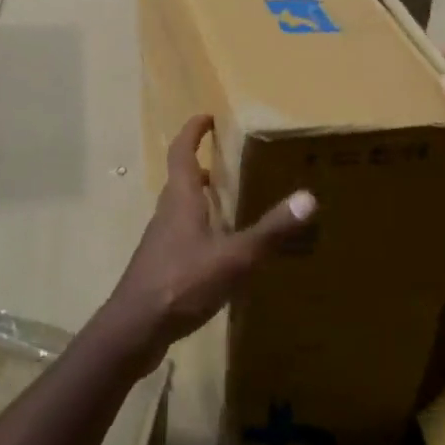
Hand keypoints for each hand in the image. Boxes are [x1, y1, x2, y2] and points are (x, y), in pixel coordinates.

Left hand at [101, 115, 315, 372]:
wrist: (135, 328)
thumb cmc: (182, 283)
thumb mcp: (234, 257)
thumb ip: (270, 230)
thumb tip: (308, 197)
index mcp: (181, 200)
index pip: (181, 153)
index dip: (192, 132)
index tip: (206, 117)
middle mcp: (167, 213)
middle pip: (180, 179)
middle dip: (200, 165)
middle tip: (225, 161)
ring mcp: (160, 241)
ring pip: (180, 209)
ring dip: (199, 198)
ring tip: (227, 203)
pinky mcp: (159, 266)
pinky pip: (181, 235)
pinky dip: (199, 229)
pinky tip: (218, 252)